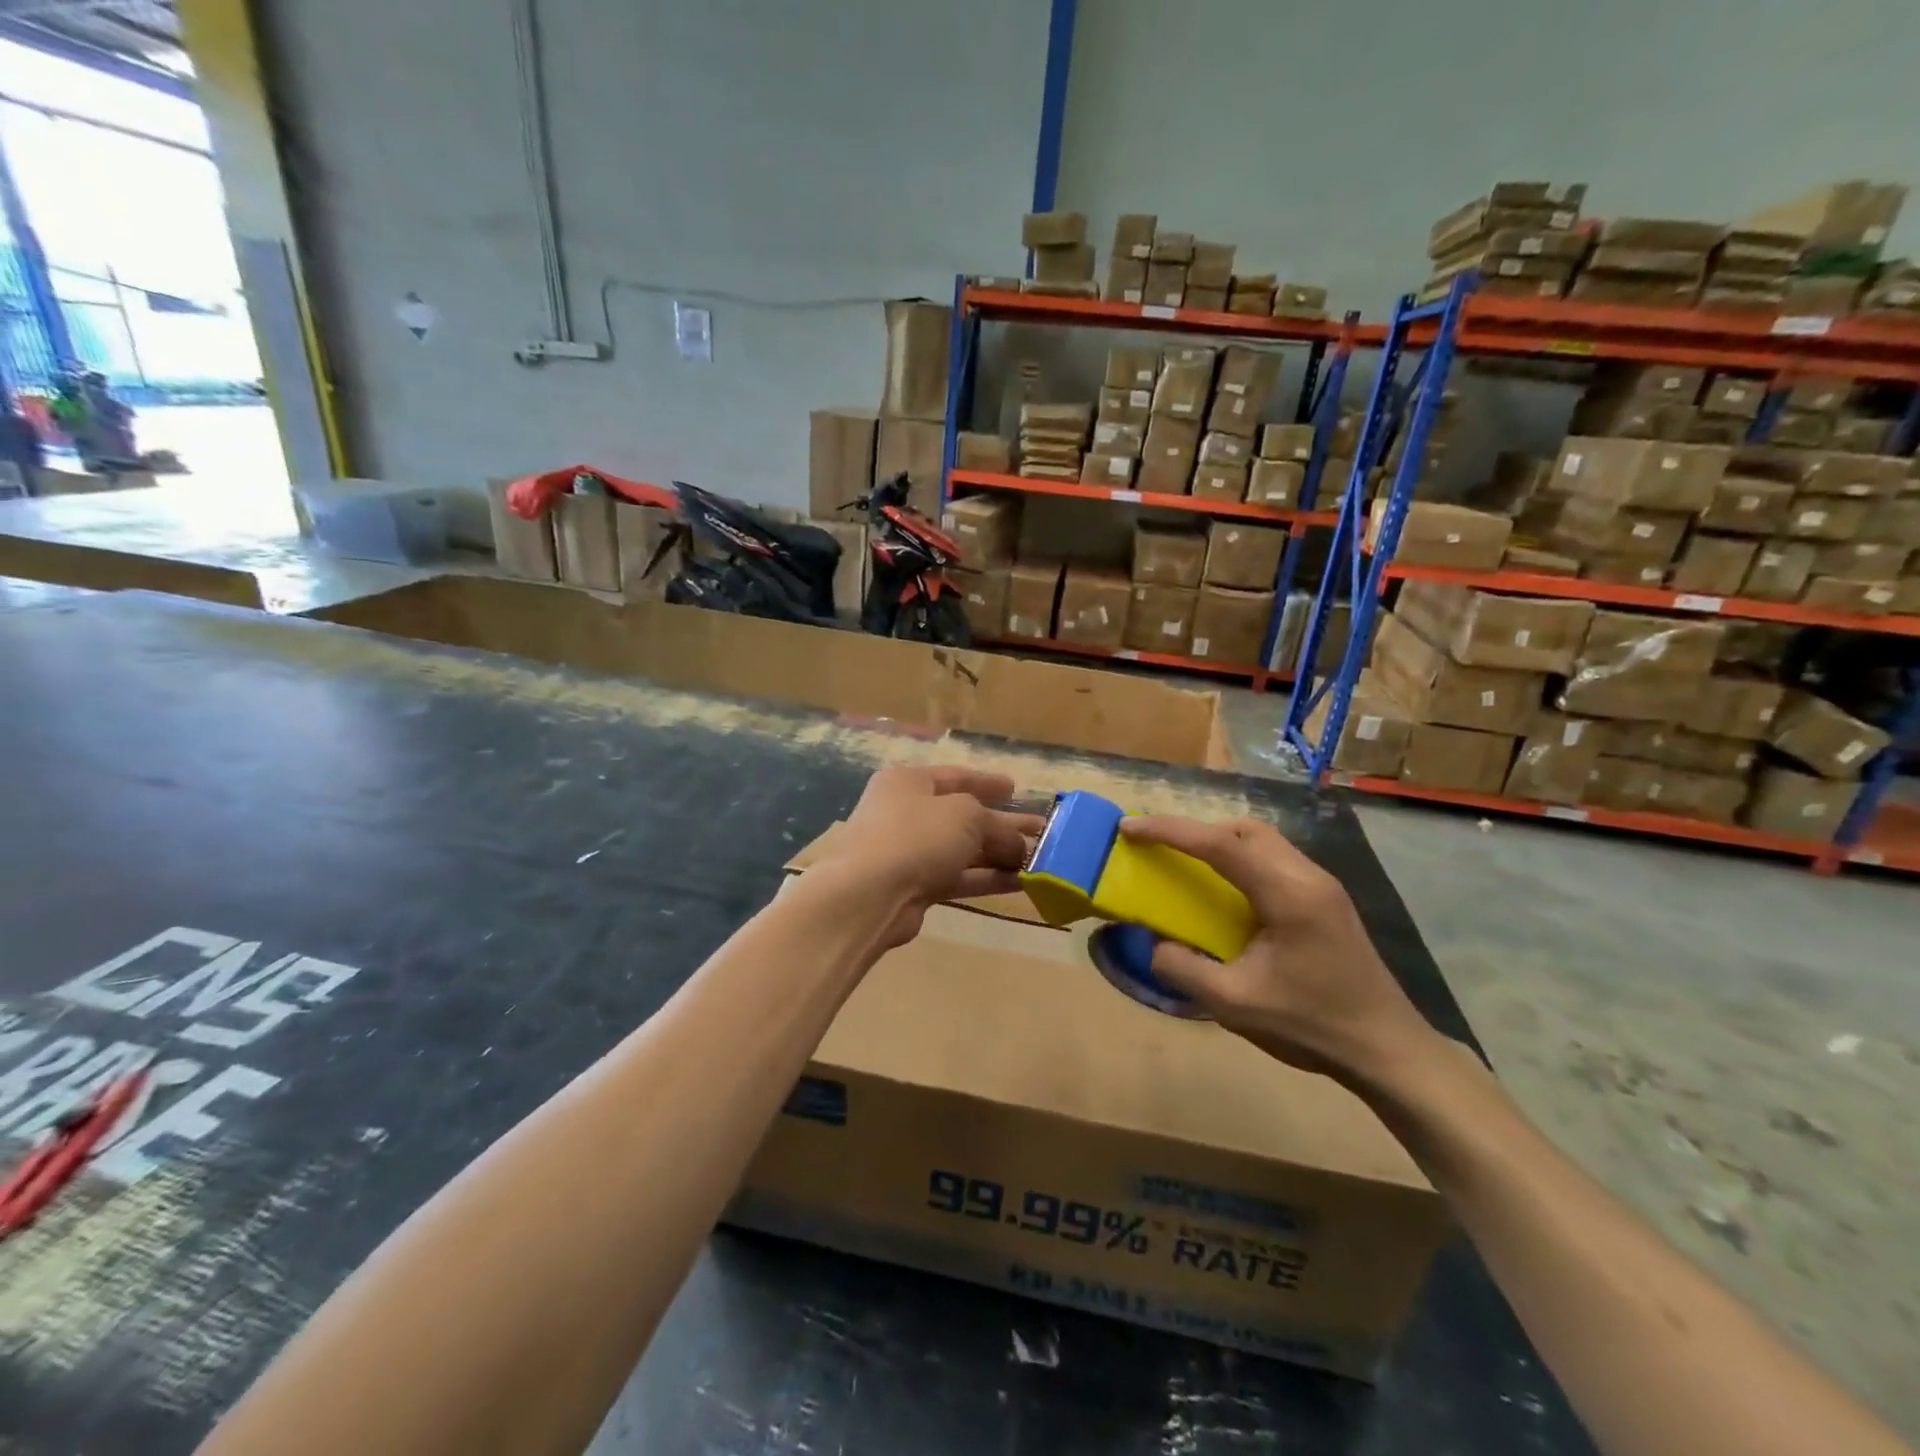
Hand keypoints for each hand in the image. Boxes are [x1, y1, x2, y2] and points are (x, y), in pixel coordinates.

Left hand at [822, 767, 1043, 946]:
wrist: (868, 895)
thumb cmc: (916, 836)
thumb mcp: (967, 817)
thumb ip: (999, 828)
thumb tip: (1020, 847)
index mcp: (908, 782)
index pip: (955, 777)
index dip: (987, 782)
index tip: (1015, 788)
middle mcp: (904, 813)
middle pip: (962, 816)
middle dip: (1001, 824)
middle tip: (1039, 830)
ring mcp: (907, 852)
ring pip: (961, 850)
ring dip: (998, 854)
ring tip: (1037, 860)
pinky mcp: (912, 887)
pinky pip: (956, 878)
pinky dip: (985, 878)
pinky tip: (1019, 883)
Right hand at [1118, 816, 1436, 1083]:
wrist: (1387, 1050)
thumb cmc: (1311, 1026)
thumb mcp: (1235, 1006)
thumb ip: (1184, 969)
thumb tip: (1155, 943)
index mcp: (1288, 895)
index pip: (1220, 844)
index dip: (1170, 831)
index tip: (1130, 828)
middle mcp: (1308, 877)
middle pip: (1244, 830)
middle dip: (1196, 829)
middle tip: (1160, 847)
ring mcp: (1323, 886)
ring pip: (1262, 840)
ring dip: (1220, 842)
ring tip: (1187, 864)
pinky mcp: (1326, 900)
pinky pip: (1274, 860)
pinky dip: (1240, 859)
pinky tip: (1227, 892)